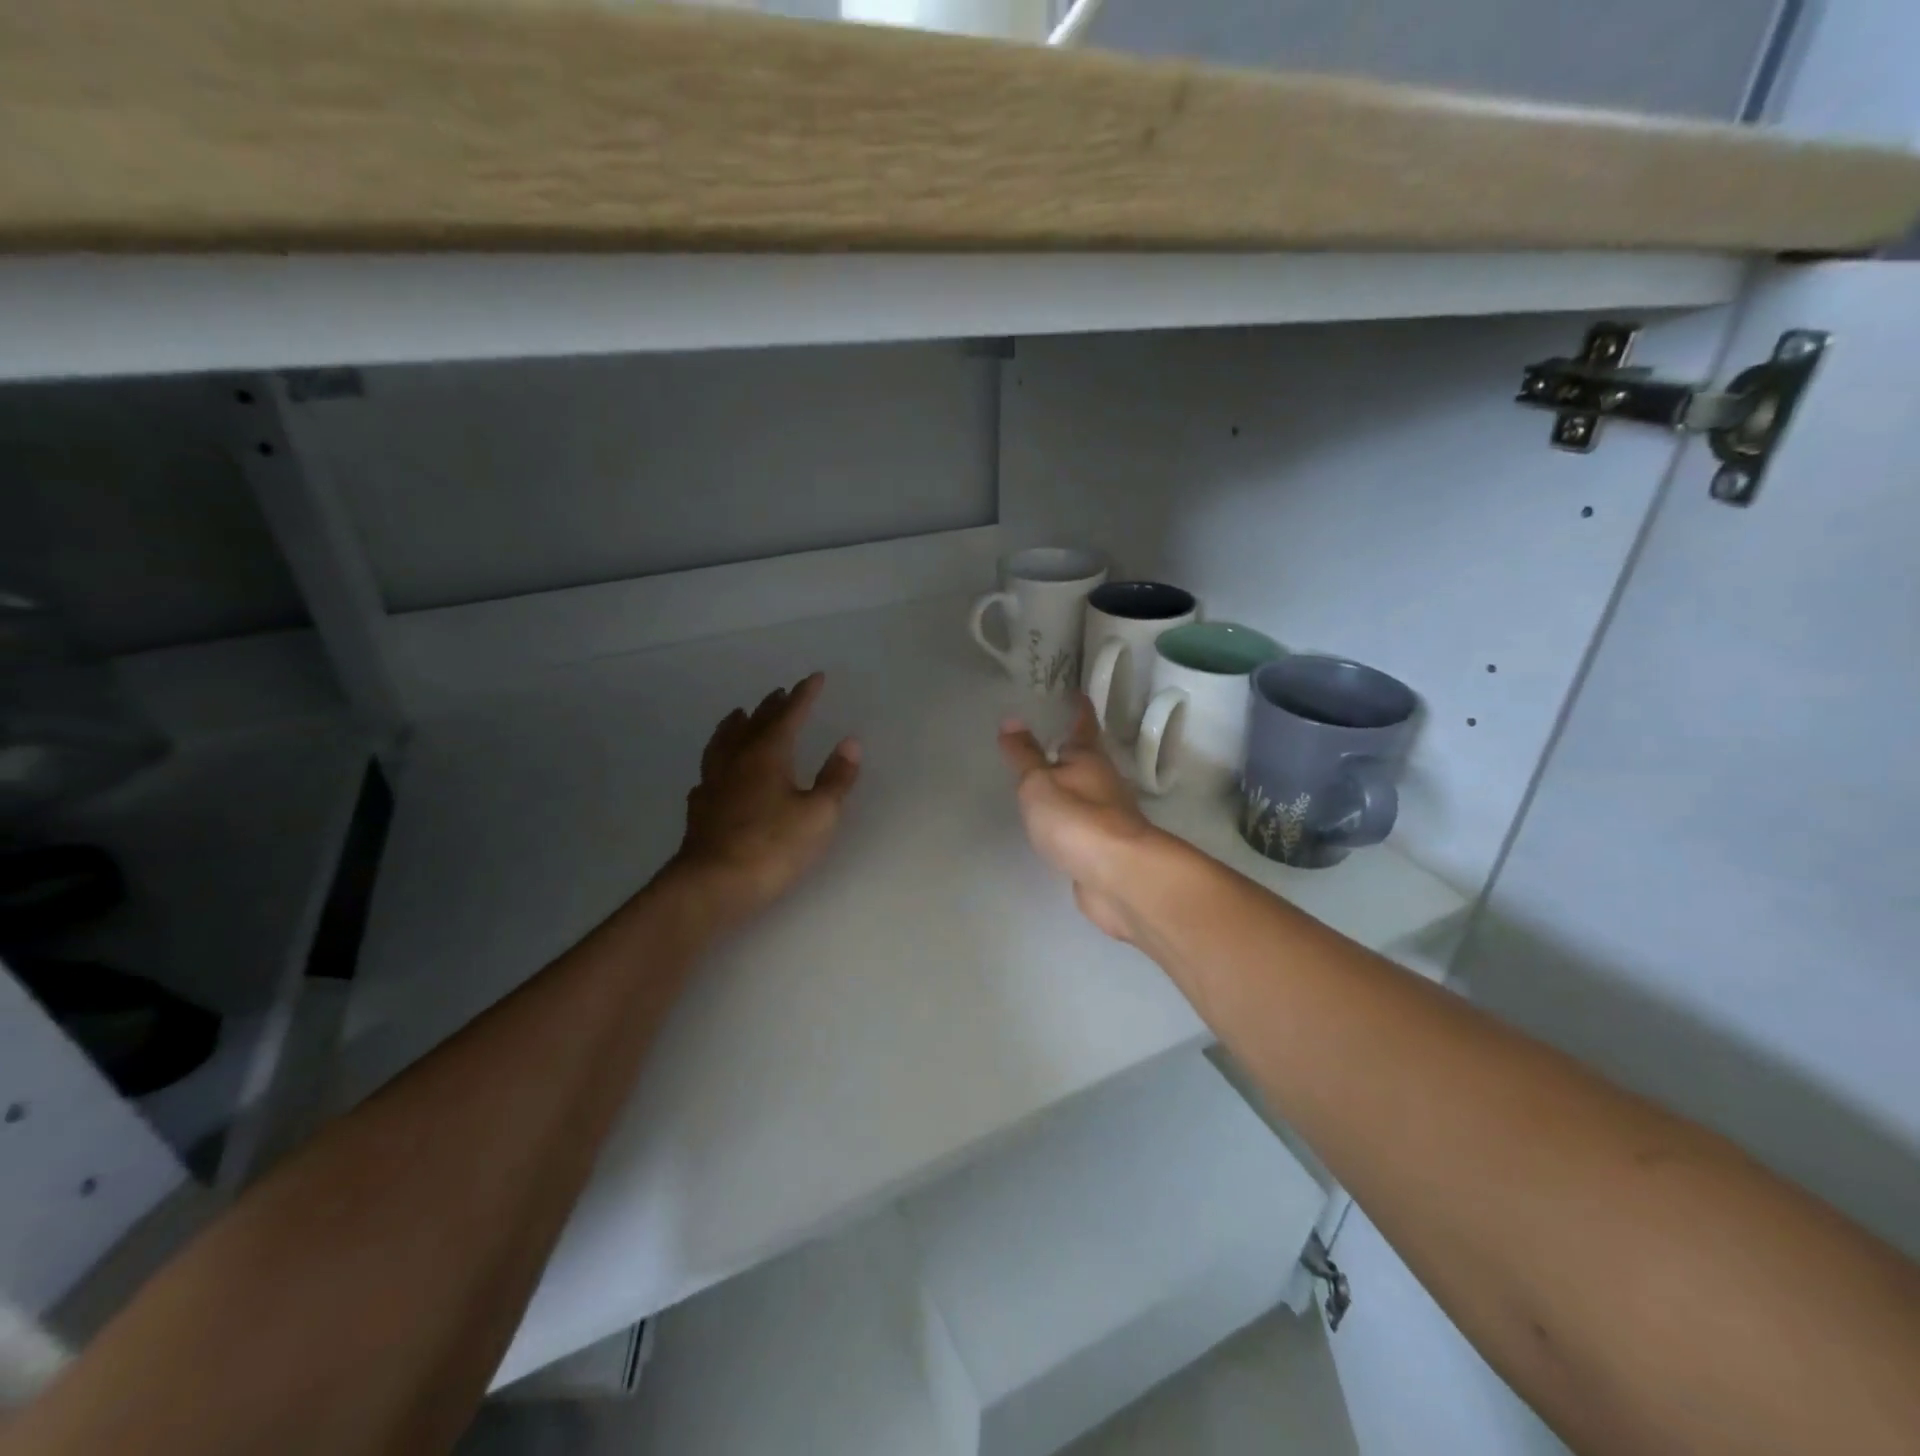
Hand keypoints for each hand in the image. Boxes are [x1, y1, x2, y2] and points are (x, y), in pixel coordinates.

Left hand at [670, 673, 861, 922]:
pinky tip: (717, 773)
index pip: (789, 716)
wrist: (713, 886)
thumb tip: (850, 742)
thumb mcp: (819, 814)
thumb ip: (835, 778)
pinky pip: (709, 773)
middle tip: (782, 692)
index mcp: (768, 755)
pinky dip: (717, 761)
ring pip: (723, 743)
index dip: (804, 696)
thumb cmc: (773, 847)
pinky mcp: (700, 809)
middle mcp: (737, 761)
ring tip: (739, 714)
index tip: (815, 677)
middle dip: (772, 706)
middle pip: (755, 724)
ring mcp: (714, 784)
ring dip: (736, 725)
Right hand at [998, 696, 1162, 942]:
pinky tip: (1055, 824)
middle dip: (1070, 749)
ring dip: (1069, 784)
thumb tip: (1012, 720)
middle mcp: (1104, 782)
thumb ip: (1024, 756)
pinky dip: (1070, 818)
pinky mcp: (1104, 848)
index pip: (1083, 725)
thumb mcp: (1038, 783)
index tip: (1075, 693)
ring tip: (1044, 779)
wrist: (1119, 877)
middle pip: (1087, 759)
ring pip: (1085, 792)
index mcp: (1089, 758)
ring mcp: (1107, 817)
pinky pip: (1082, 824)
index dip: (1078, 708)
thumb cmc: (1076, 819)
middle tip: (1047, 736)